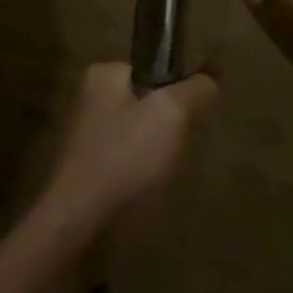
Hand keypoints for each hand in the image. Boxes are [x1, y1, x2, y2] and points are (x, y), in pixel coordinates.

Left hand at [35, 62, 215, 248]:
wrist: (81, 221)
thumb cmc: (125, 157)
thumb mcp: (170, 114)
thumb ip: (193, 90)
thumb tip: (211, 74)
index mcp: (101, 75)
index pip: (150, 70)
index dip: (174, 93)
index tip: (185, 119)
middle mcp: (88, 99)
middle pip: (145, 104)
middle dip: (165, 128)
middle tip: (172, 150)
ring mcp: (85, 135)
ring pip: (138, 136)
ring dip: (154, 154)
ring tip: (158, 174)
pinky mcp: (87, 169)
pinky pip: (125, 162)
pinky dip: (139, 175)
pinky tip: (144, 191)